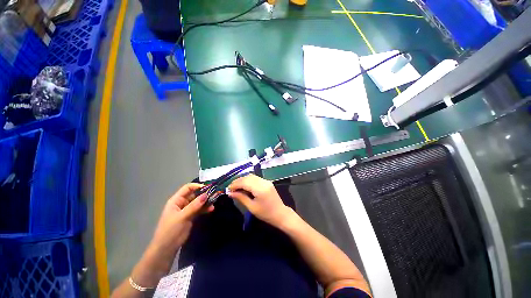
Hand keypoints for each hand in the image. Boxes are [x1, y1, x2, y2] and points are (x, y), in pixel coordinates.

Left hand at [150, 183, 213, 253]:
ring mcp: (186, 210)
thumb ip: (194, 205)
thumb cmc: (171, 230)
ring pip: (198, 202)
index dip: (197, 186)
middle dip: (204, 194)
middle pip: (194, 194)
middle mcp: (182, 203)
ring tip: (214, 203)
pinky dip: (205, 209)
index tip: (208, 188)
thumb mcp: (182, 217)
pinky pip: (199, 209)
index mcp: (176, 200)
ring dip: (206, 202)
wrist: (166, 249)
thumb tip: (206, 195)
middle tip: (215, 195)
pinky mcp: (190, 216)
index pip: (188, 188)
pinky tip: (211, 209)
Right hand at [227, 175, 291, 227]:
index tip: (228, 189)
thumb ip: (241, 198)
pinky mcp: (267, 182)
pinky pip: (255, 178)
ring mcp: (266, 181)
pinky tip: (244, 186)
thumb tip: (230, 193)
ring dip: (243, 180)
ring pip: (251, 176)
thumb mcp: (251, 207)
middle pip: (248, 177)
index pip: (245, 182)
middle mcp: (263, 182)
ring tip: (236, 187)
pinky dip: (248, 180)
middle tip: (231, 188)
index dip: (235, 184)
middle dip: (238, 181)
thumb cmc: (265, 213)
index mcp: (260, 188)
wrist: (280, 213)